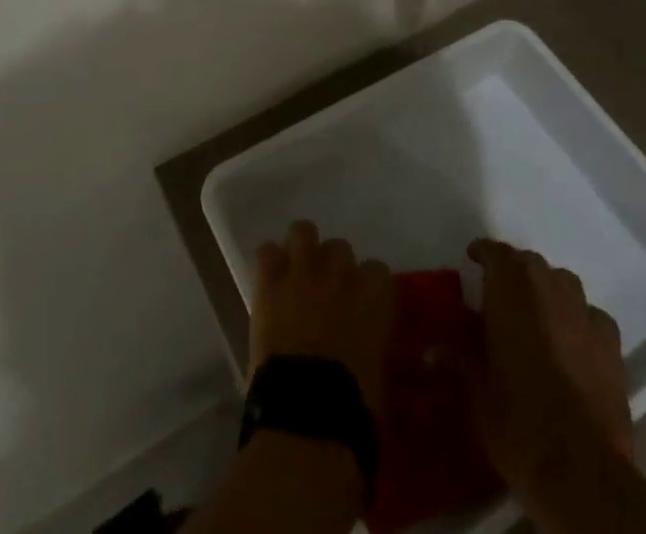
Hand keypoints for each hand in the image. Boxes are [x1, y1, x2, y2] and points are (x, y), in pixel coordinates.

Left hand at [251, 221, 394, 411]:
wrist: (307, 414)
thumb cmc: (353, 405)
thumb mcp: (378, 372)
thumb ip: (373, 343)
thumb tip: (366, 346)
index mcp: (374, 295)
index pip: (378, 271)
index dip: (369, 287)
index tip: (364, 305)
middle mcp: (341, 272)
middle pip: (339, 247)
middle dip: (334, 267)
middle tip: (328, 293)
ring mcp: (303, 273)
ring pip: (303, 231)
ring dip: (302, 248)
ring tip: (298, 271)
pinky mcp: (270, 284)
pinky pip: (267, 252)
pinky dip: (270, 263)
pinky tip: (271, 280)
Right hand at [463, 238, 633, 495]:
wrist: (582, 469)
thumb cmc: (518, 422)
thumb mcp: (477, 394)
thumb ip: (459, 361)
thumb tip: (431, 351)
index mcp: (510, 291)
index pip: (496, 253)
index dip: (483, 252)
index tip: (473, 257)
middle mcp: (547, 288)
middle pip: (529, 263)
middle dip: (514, 272)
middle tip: (500, 294)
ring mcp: (583, 313)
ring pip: (562, 282)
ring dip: (547, 289)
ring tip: (537, 313)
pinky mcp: (612, 342)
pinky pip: (591, 315)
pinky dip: (579, 319)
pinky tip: (574, 340)